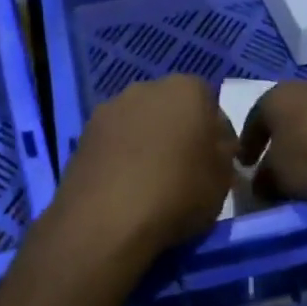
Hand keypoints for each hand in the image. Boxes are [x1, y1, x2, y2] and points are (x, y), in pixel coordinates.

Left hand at [51, 75, 237, 260]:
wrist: (106, 218)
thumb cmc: (178, 192)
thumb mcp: (223, 178)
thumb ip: (223, 152)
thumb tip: (215, 145)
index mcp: (187, 89)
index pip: (210, 103)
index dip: (215, 134)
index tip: (215, 162)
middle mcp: (146, 87)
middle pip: (171, 107)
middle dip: (178, 131)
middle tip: (183, 168)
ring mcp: (110, 108)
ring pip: (139, 122)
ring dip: (145, 142)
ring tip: (149, 180)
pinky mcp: (83, 133)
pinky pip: (113, 141)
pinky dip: (120, 156)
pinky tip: (124, 186)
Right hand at [240, 82, 306, 203]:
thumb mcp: (279, 177)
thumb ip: (264, 181)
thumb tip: (261, 185)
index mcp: (275, 97)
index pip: (252, 121)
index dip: (247, 146)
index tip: (245, 166)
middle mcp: (304, 89)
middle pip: (285, 120)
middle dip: (280, 144)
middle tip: (278, 170)